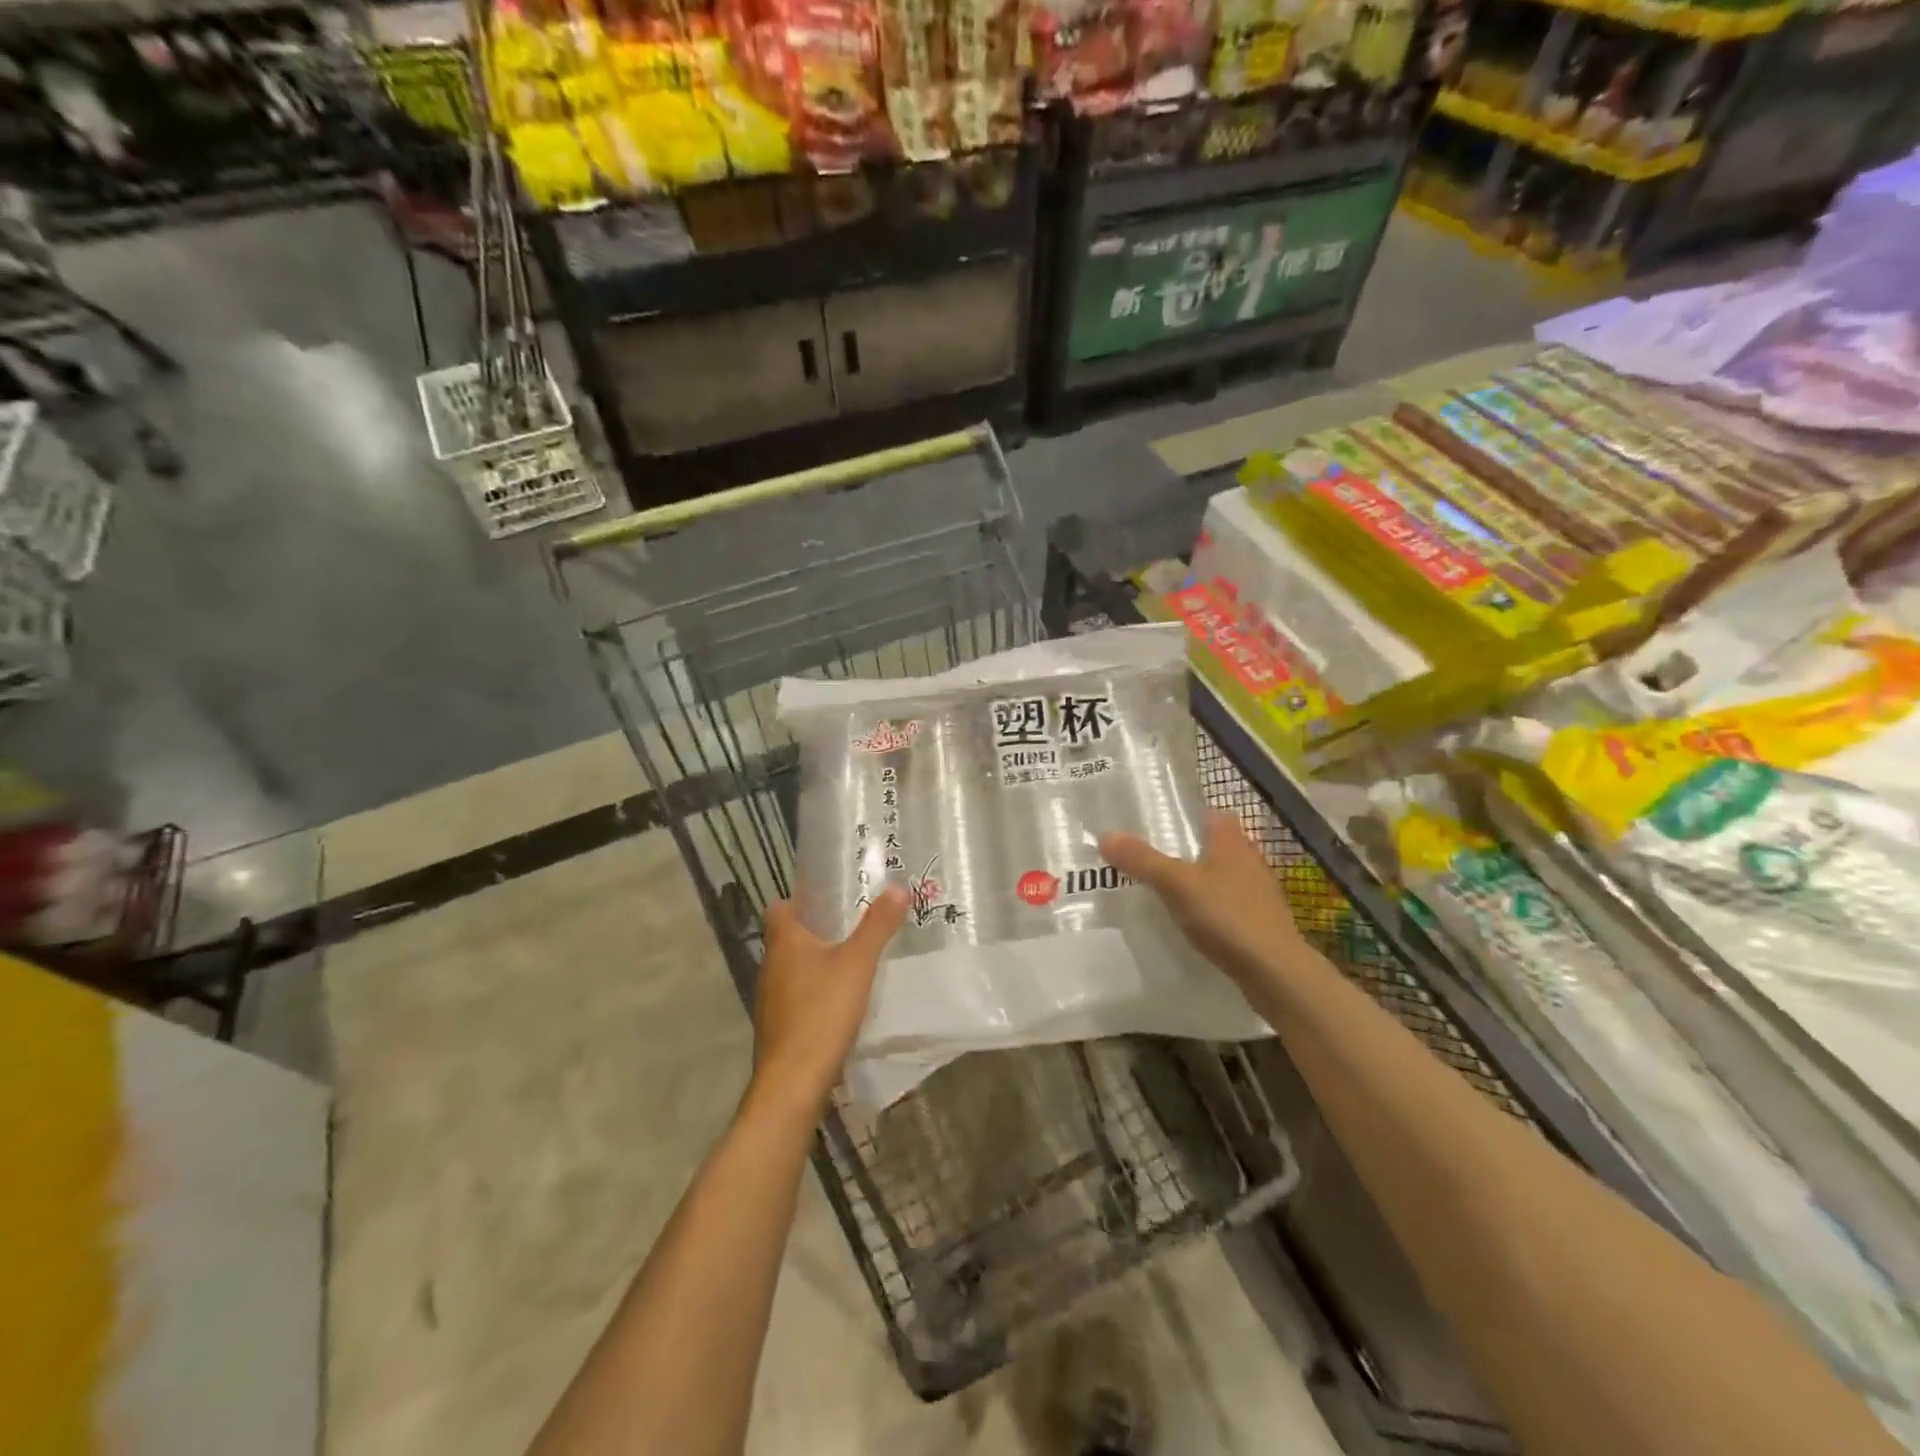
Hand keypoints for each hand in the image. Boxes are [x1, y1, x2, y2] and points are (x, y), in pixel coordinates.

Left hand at [751, 888, 908, 1111]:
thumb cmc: (822, 1012)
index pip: (780, 906)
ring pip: (793, 967)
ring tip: (852, 960)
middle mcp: (771, 965)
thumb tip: (897, 888)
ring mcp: (770, 998)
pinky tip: (840, 1001)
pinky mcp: (778, 1025)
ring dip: (816, 961)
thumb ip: (877, 926)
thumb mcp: (858, 964)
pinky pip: (797, 995)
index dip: (802, 898)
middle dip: (817, 929)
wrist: (793, 1082)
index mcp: (784, 941)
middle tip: (854, 925)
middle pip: (789, 936)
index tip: (832, 898)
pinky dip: (815, 991)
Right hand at [1100, 810, 1306, 989]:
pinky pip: (1231, 905)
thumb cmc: (1226, 915)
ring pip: (1225, 876)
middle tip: (1155, 857)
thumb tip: (1106, 835)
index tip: (1161, 824)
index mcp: (1232, 842)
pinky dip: (1213, 908)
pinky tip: (1194, 922)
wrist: (1274, 971)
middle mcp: (1249, 860)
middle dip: (1191, 850)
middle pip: (1218, 845)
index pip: (1213, 815)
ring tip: (1169, 890)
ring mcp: (1259, 893)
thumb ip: (1142, 860)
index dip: (1190, 815)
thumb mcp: (1175, 884)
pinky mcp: (1262, 923)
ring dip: (1202, 880)